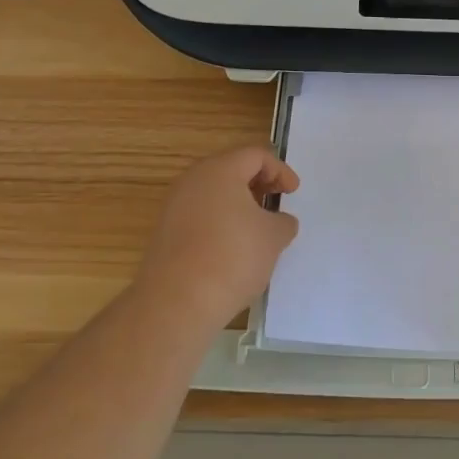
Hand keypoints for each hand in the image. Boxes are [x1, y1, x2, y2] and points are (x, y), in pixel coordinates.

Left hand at [137, 146, 300, 325]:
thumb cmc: (232, 257)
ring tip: (257, 227)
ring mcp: (174, 207)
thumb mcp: (273, 237)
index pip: (255, 156)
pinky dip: (220, 221)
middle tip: (276, 201)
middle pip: (231, 170)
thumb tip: (279, 221)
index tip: (293, 192)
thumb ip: (283, 222)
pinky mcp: (165, 234)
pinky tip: (233, 247)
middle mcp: (192, 181)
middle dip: (258, 183)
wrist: (176, 303)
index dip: (280, 170)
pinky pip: (199, 215)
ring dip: (238, 204)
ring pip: (213, 193)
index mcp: (220, 170)